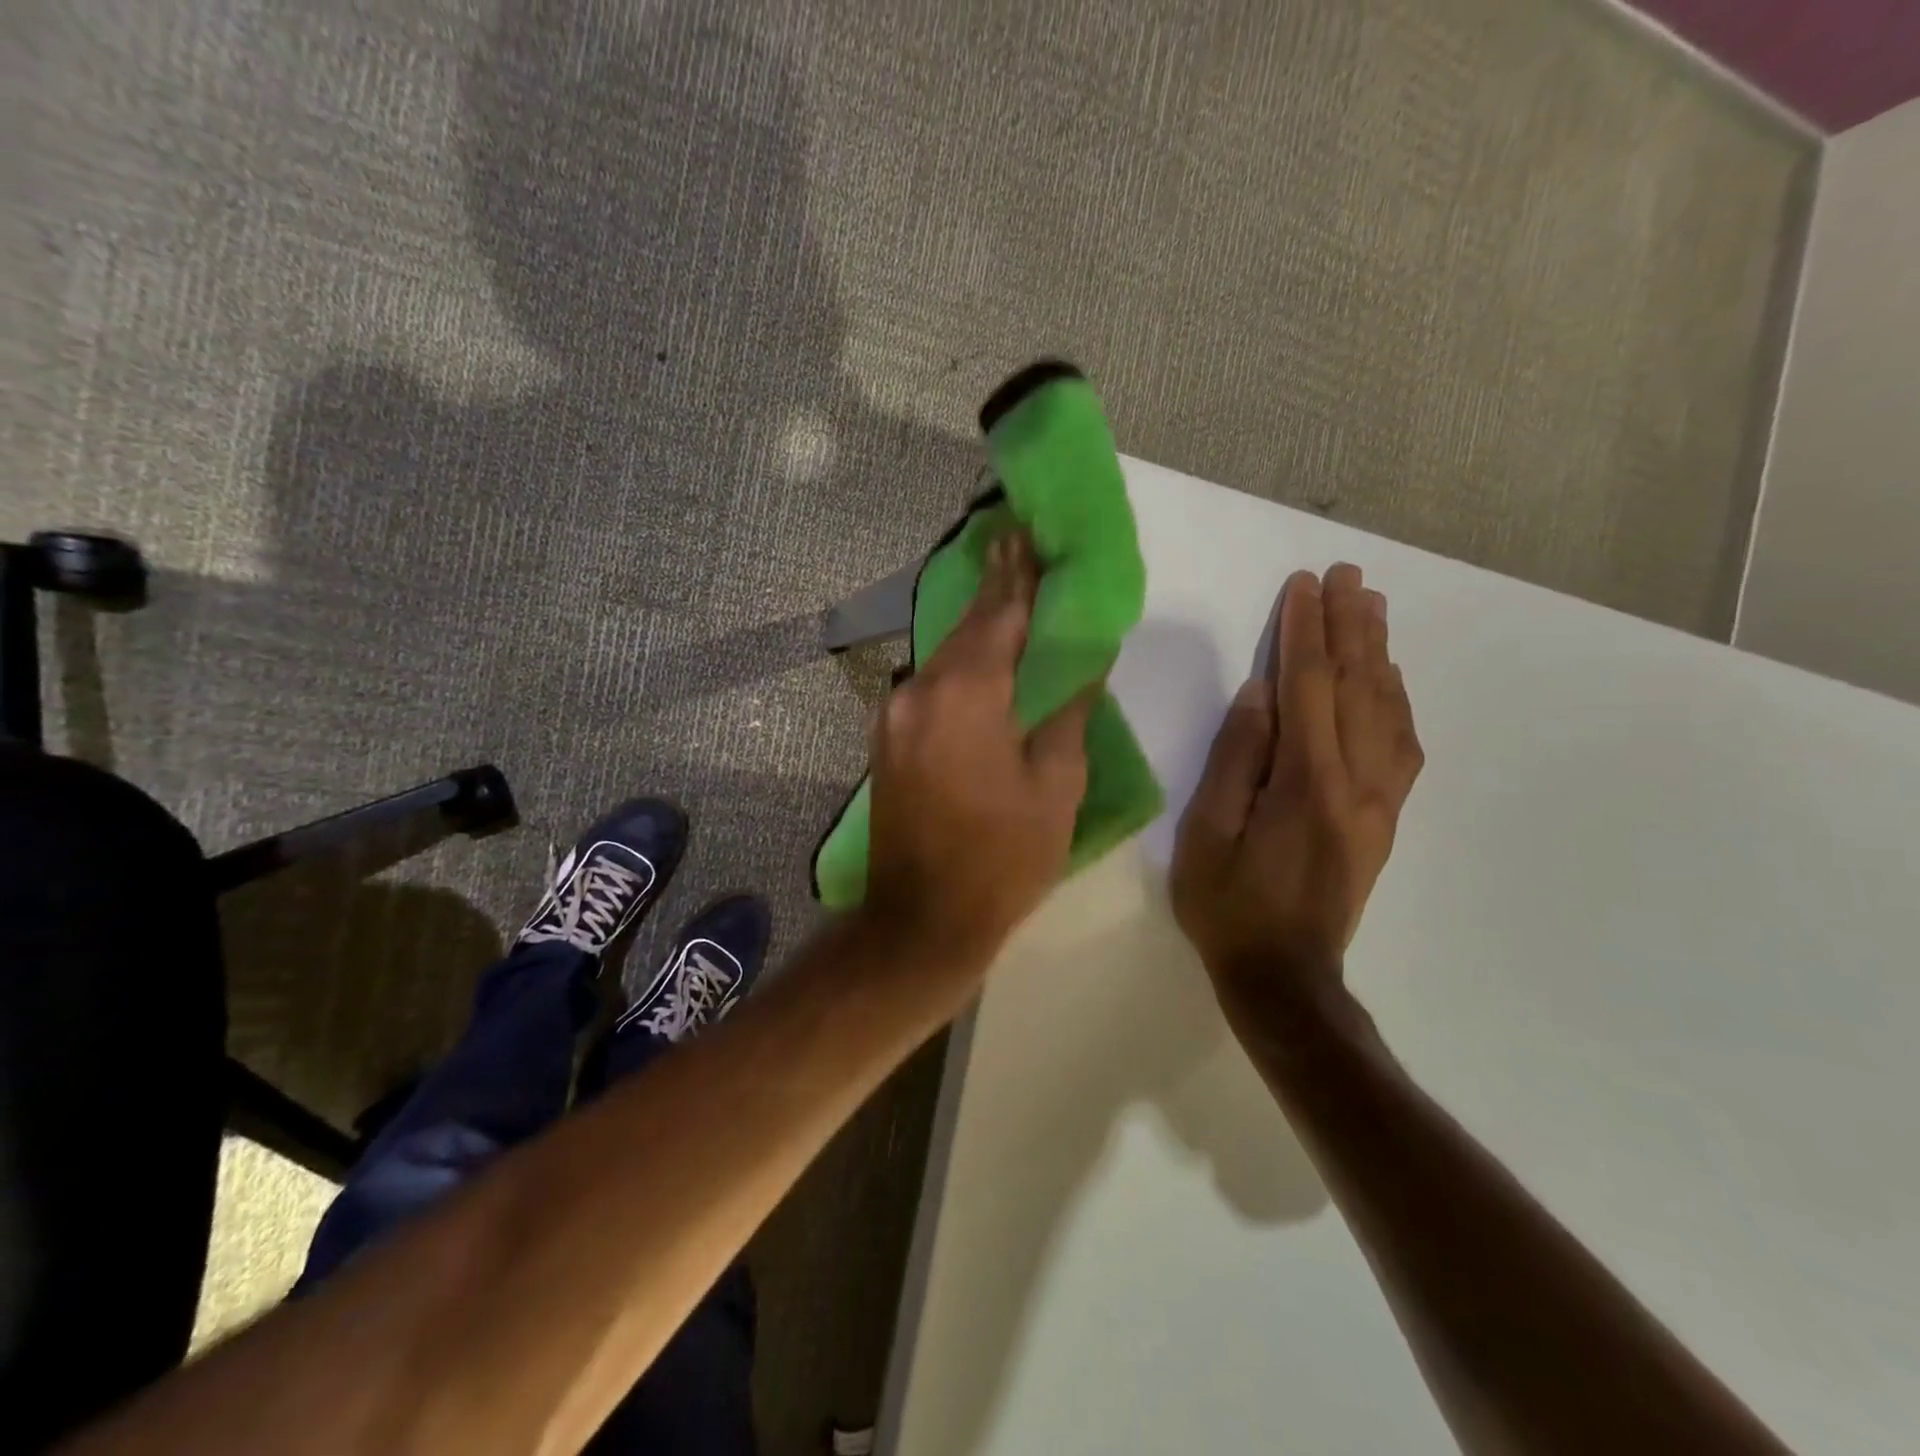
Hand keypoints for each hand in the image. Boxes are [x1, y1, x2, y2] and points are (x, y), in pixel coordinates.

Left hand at [865, 531, 1094, 964]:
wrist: (922, 919)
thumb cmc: (1003, 859)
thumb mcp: (1055, 786)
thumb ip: (1067, 712)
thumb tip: (1081, 663)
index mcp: (966, 696)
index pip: (998, 617)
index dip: (1018, 576)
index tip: (1026, 534)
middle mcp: (919, 692)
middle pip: (965, 629)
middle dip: (993, 589)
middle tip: (1015, 546)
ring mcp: (894, 716)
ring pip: (943, 657)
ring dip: (975, 629)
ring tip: (1003, 596)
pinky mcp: (886, 739)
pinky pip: (929, 686)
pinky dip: (958, 666)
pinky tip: (978, 659)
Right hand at [1171, 564, 1422, 1020]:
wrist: (1286, 977)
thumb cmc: (1229, 906)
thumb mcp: (1208, 833)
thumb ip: (1236, 759)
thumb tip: (1259, 693)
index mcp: (1306, 781)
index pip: (1308, 687)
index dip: (1304, 632)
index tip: (1303, 585)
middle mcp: (1356, 781)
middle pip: (1358, 686)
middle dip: (1350, 625)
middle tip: (1348, 575)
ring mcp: (1378, 801)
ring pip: (1387, 710)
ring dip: (1378, 653)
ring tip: (1371, 606)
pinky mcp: (1384, 818)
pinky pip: (1402, 746)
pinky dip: (1396, 701)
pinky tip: (1389, 680)